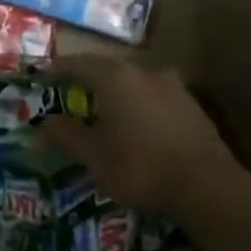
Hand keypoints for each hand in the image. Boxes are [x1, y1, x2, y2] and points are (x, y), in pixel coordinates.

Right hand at [37, 56, 248, 220]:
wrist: (207, 187)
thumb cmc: (140, 167)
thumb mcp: (94, 156)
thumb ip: (66, 135)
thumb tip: (43, 123)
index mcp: (115, 77)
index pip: (78, 63)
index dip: (58, 70)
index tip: (43, 76)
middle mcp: (144, 71)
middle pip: (107, 68)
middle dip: (87, 80)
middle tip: (71, 93)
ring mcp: (172, 86)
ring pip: (134, 82)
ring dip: (116, 92)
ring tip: (103, 110)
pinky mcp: (192, 105)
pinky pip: (154, 97)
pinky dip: (138, 105)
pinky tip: (136, 124)